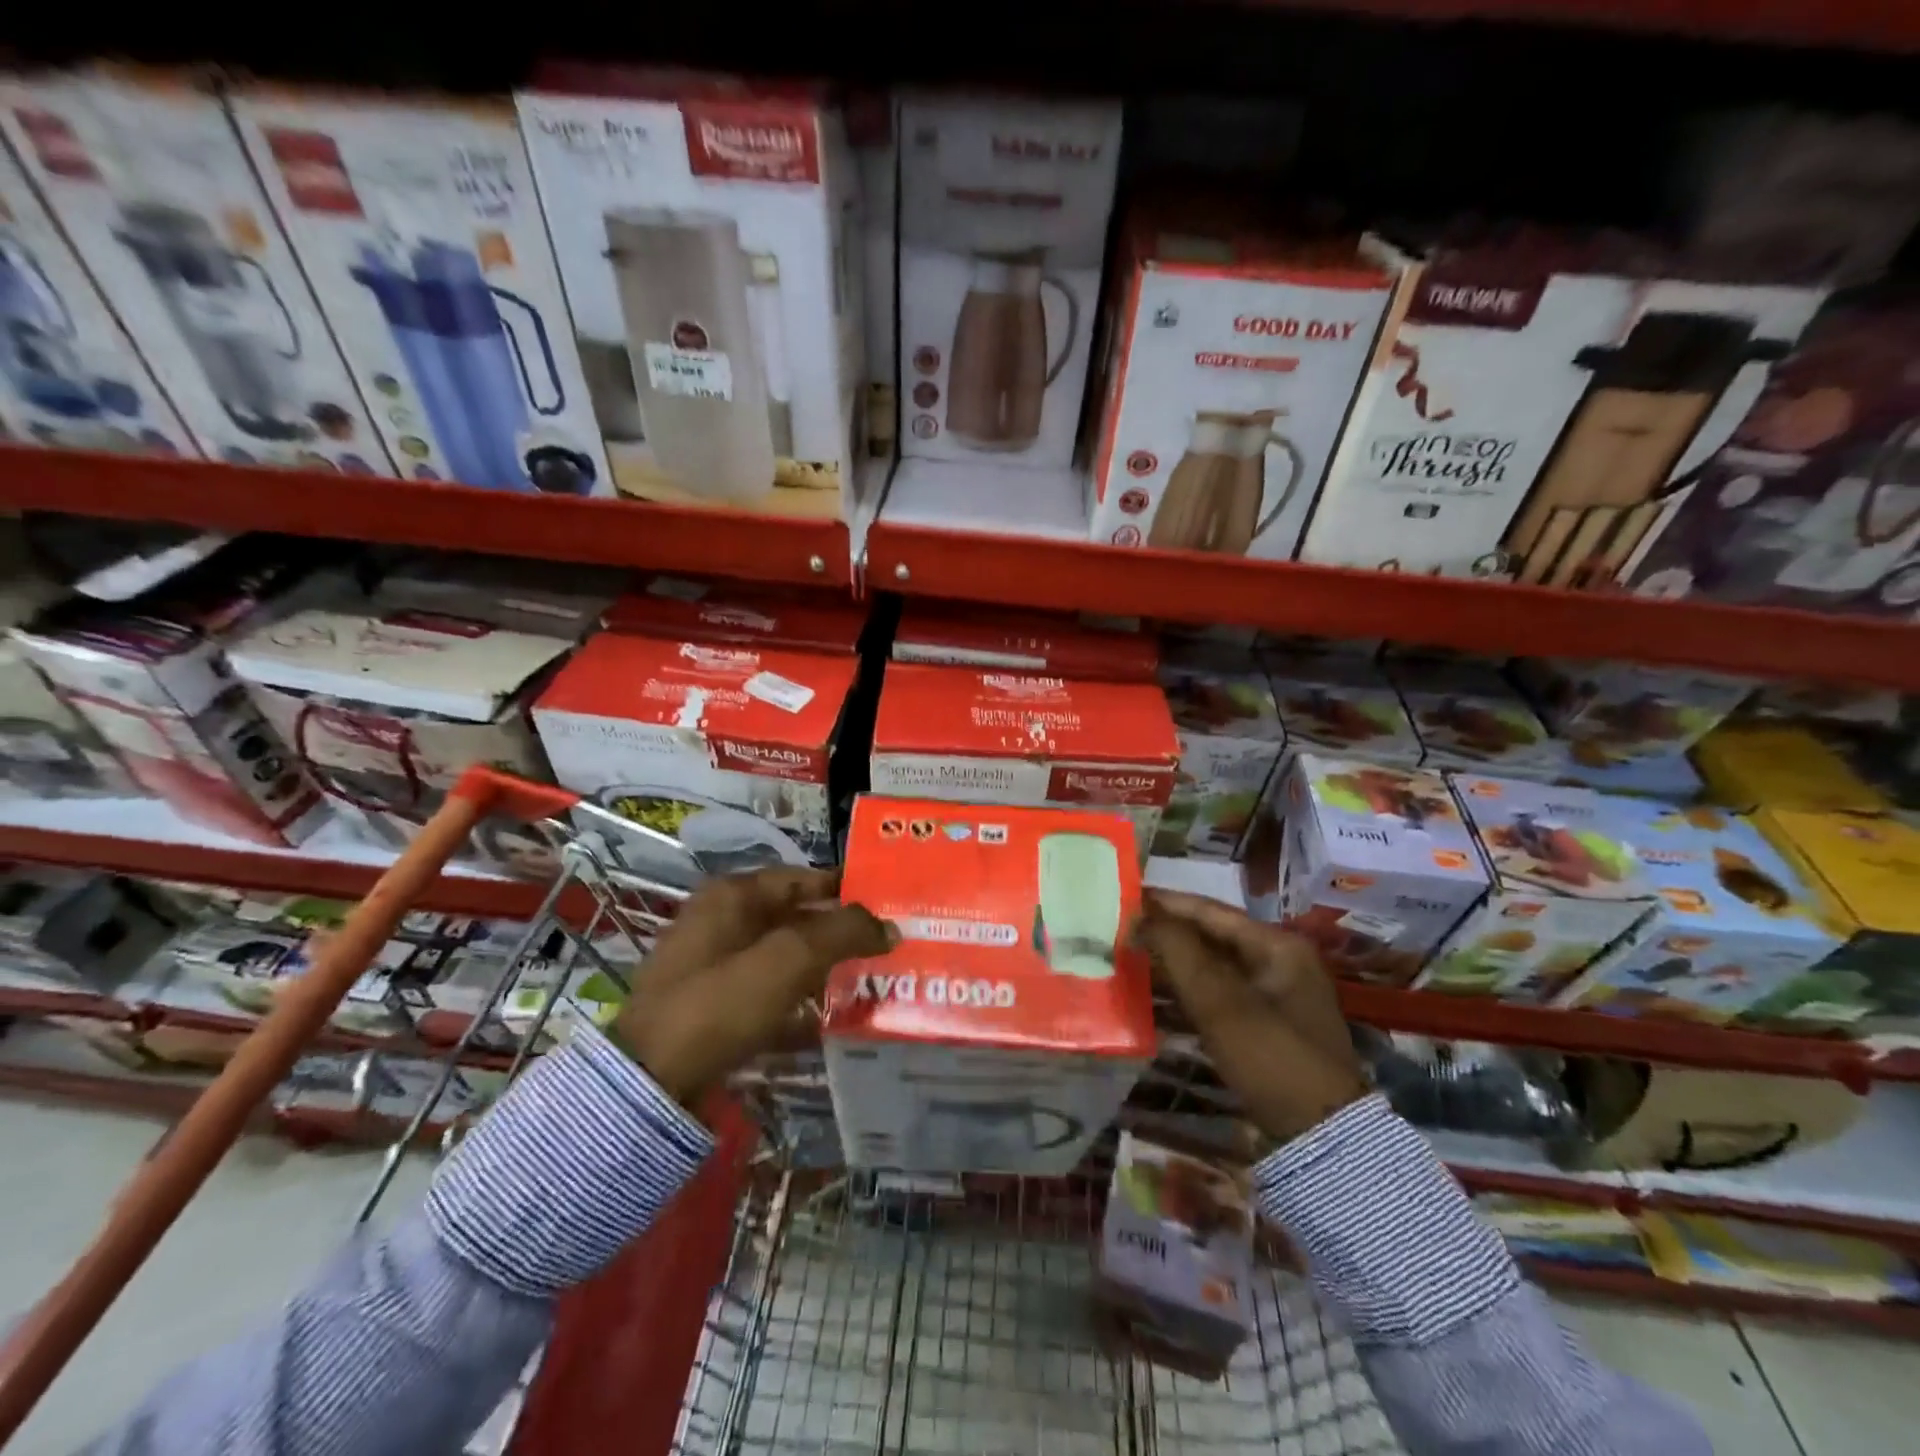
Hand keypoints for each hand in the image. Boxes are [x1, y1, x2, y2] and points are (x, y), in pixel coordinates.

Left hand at [613, 868, 895, 1106]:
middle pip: (797, 919)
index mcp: (734, 896)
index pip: (804, 878)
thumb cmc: (719, 1003)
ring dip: (826, 970)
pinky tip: (836, 1022)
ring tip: (873, 983)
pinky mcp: (717, 1009)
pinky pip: (771, 997)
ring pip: (787, 959)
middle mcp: (724, 922)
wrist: (649, 1082)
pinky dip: (801, 1004)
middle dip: (842, 934)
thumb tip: (890, 927)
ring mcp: (717, 967)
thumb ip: (843, 934)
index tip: (890, 904)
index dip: (847, 889)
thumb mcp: (787, 960)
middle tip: (890, 947)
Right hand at [1136, 889, 1367, 1144]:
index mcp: (1278, 945)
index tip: (1125, 896)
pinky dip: (1188, 989)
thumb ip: (1179, 951)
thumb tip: (1140, 913)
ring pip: (1213, 965)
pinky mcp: (1266, 1026)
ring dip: (1174, 961)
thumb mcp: (1221, 1002)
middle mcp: (1280, 961)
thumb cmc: (1272, 1058)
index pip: (1211, 911)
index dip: (1166, 903)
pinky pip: (1219, 994)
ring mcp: (1276, 995)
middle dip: (1168, 931)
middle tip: (1121, 926)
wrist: (1323, 1138)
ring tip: (1130, 954)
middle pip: (1212, 935)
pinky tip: (1155, 992)